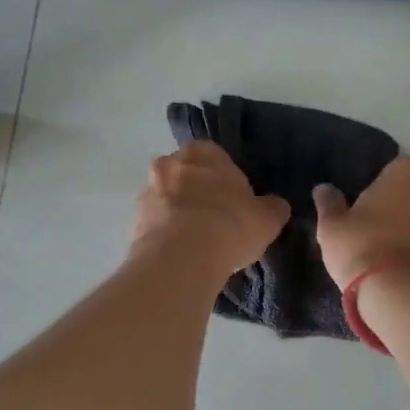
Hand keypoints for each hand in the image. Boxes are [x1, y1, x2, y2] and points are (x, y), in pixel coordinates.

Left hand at [130, 142, 289, 276]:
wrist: (183, 257)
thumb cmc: (230, 224)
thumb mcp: (267, 218)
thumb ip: (272, 207)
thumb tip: (275, 206)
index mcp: (202, 152)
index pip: (214, 156)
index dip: (225, 178)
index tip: (234, 201)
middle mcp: (169, 164)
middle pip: (186, 175)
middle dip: (197, 194)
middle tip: (216, 221)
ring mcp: (147, 192)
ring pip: (167, 200)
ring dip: (178, 215)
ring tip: (197, 244)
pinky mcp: (134, 223)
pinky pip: (155, 226)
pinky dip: (165, 236)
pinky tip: (181, 256)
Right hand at [313, 156, 409, 288]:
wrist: (407, 296)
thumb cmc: (364, 248)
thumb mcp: (332, 227)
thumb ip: (329, 203)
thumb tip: (324, 189)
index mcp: (408, 170)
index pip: (391, 169)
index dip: (378, 189)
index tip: (365, 209)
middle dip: (402, 204)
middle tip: (378, 230)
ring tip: (396, 253)